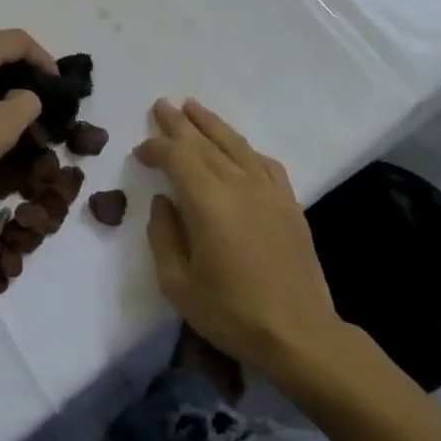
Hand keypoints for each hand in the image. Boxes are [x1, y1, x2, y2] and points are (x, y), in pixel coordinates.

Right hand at [137, 99, 344, 371]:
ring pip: (235, 144)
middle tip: (161, 105)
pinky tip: (239, 148)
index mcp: (208, 202)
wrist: (300, 335)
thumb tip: (163, 202)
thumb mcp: (178, 285)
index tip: (140, 152)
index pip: (177, 157)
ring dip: (211, 124)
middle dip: (179, 123)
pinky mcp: (290, 203)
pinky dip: (246, 150)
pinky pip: (265, 163)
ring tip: (193, 107)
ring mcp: (268, 191)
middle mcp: (238, 185)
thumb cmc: (232, 313)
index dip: (156, 148)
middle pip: (204, 143)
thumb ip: (163, 236)